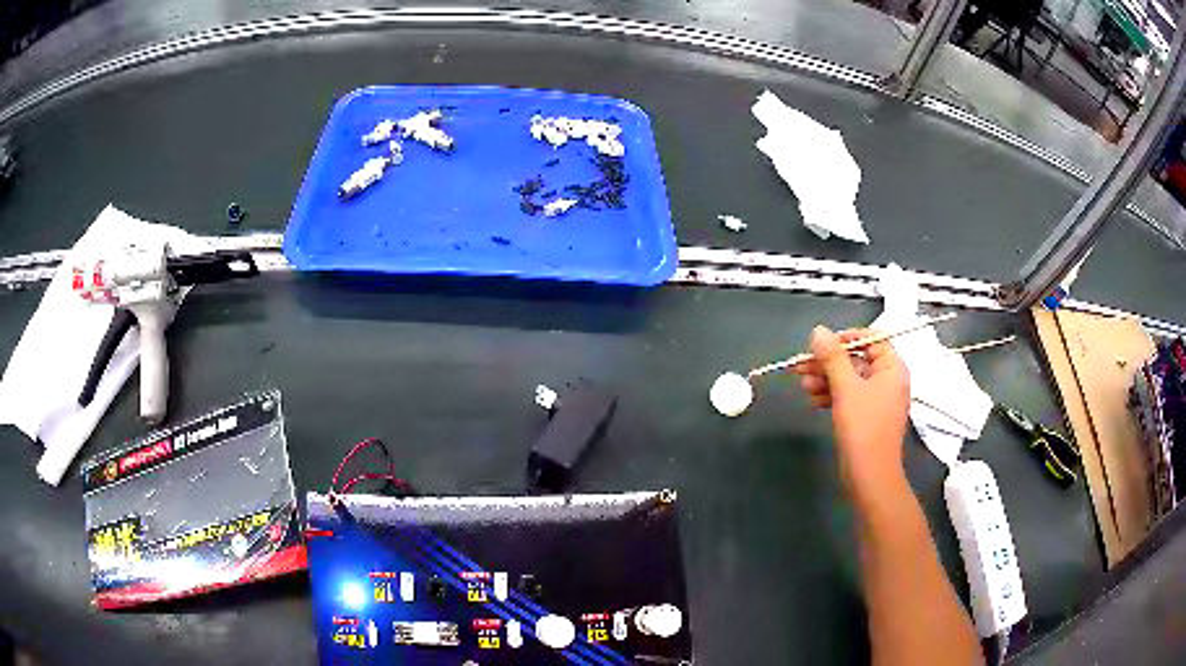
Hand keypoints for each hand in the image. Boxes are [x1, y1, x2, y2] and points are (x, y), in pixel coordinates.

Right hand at [794, 326, 910, 490]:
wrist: (870, 475)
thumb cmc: (863, 427)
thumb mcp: (845, 388)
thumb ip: (832, 357)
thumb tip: (818, 330)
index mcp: (892, 368)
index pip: (871, 339)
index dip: (845, 338)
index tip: (821, 344)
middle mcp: (889, 381)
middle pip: (857, 360)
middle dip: (829, 362)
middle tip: (802, 365)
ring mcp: (879, 400)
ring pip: (850, 380)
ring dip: (826, 379)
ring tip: (803, 385)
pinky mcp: (868, 417)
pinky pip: (850, 397)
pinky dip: (832, 395)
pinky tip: (813, 400)